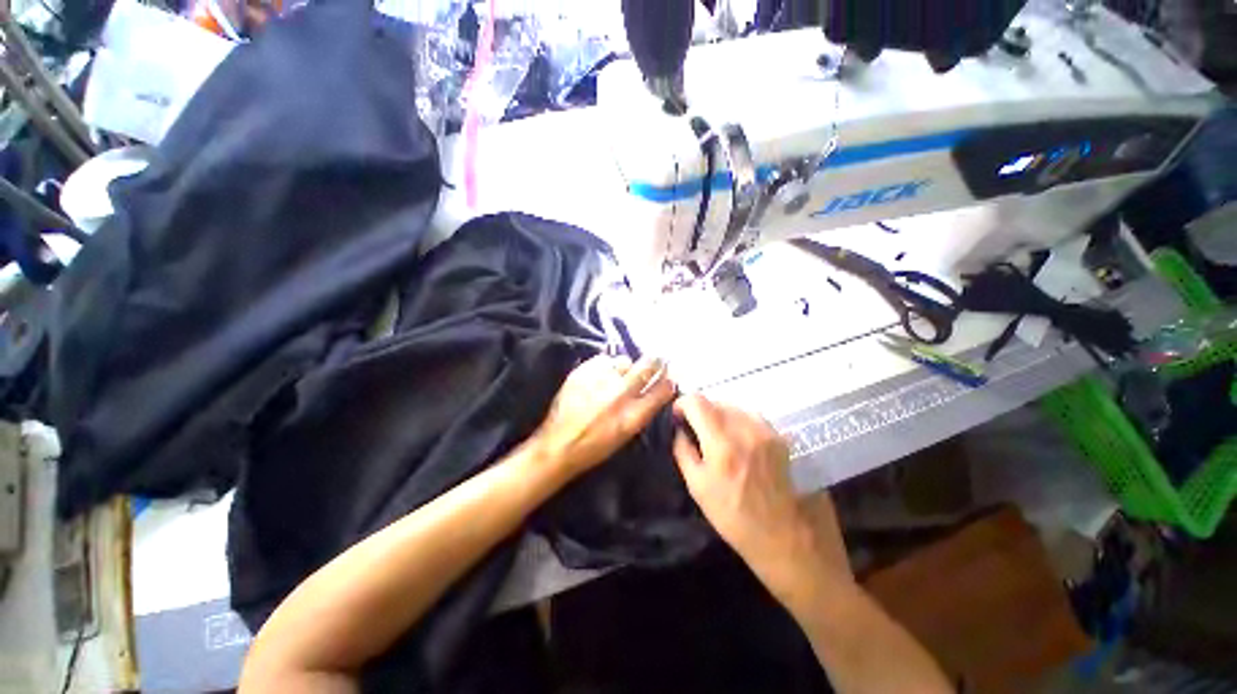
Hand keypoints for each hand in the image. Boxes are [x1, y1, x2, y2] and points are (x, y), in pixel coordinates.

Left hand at [532, 355, 675, 476]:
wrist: (559, 445)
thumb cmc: (595, 447)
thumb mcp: (626, 435)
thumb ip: (642, 411)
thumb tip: (654, 390)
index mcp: (633, 416)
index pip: (661, 390)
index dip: (669, 381)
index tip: (670, 377)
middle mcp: (620, 394)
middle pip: (647, 367)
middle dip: (656, 362)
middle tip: (657, 359)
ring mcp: (600, 380)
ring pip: (624, 360)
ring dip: (626, 366)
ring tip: (619, 374)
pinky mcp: (583, 372)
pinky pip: (603, 359)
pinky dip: (606, 365)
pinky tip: (601, 375)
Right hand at [672, 394, 848, 583]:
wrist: (790, 540)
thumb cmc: (737, 519)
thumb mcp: (699, 489)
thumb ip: (684, 452)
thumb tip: (679, 430)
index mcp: (721, 443)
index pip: (697, 401)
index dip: (682, 403)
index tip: (679, 417)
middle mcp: (746, 429)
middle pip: (716, 402)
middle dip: (702, 412)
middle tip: (698, 432)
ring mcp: (767, 431)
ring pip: (735, 407)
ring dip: (722, 416)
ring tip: (720, 438)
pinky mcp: (781, 437)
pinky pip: (753, 418)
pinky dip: (740, 423)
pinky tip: (741, 443)